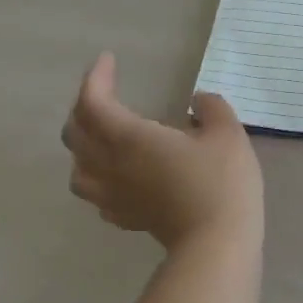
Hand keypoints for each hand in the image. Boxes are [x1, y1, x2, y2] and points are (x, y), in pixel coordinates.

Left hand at [63, 53, 264, 251]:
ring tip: (102, 134)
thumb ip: (210, 108)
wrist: (216, 242)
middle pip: (75, 133)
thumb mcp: (227, 132)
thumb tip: (197, 102)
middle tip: (106, 92)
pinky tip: (118, 174)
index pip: (93, 102)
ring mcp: (114, 195)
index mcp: (129, 138)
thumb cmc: (221, 182)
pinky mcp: (125, 217)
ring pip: (77, 167)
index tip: (109, 60)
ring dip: (82, 144)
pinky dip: (97, 175)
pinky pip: (96, 192)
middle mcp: (111, 165)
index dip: (96, 78)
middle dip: (84, 106)